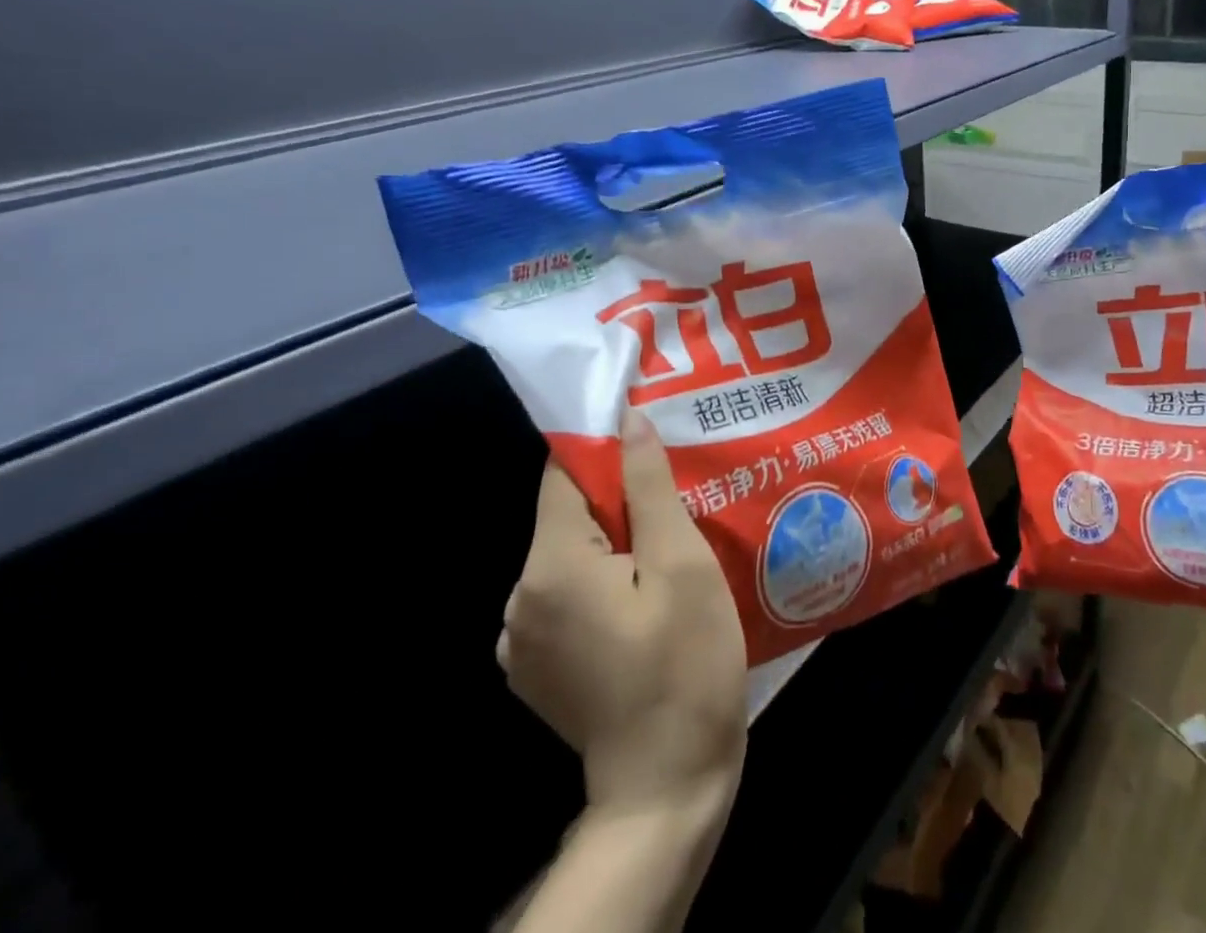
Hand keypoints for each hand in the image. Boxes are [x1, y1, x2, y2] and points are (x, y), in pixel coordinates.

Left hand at [497, 409, 747, 811]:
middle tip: (679, 494)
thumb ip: (649, 487)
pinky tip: (649, 593)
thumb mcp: (681, 564)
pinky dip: (605, 579)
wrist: (667, 786)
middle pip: (569, 516)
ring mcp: (523, 640)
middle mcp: (520, 599)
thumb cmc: (685, 664)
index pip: (563, 476)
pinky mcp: (540, 666)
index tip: (649, 435)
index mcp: (549, 569)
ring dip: (616, 540)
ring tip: (671, 541)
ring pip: (572, 556)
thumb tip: (628, 420)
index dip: (605, 447)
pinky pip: (569, 595)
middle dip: (620, 498)